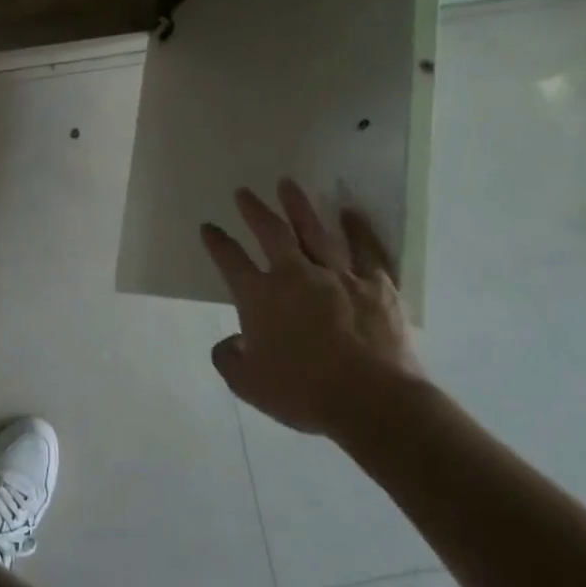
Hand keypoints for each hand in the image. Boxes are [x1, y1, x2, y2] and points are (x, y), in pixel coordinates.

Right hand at [201, 178, 421, 438]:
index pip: (230, 260)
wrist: (373, 402)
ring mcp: (338, 276)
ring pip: (314, 232)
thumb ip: (229, 358)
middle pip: (271, 233)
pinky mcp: (376, 286)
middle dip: (254, 211)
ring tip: (287, 184)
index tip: (208, 227)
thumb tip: (230, 343)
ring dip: (299, 207)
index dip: (217, 242)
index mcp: (260, 297)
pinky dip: (357, 229)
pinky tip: (349, 212)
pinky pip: (365, 250)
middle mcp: (295, 276)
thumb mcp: (249, 384)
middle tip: (244, 192)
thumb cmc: (304, 393)